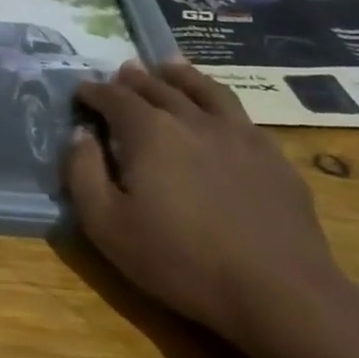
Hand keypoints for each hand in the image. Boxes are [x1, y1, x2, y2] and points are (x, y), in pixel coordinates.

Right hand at [64, 59, 349, 351]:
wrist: (278, 291)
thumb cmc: (179, 259)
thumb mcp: (106, 224)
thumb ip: (82, 172)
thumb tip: (80, 134)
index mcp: (149, 132)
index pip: (114, 97)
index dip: (93, 91)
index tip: (81, 92)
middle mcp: (192, 120)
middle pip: (158, 87)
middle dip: (134, 79)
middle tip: (122, 72)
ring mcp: (239, 135)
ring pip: (205, 90)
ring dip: (181, 75)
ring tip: (169, 66)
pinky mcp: (273, 157)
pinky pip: (240, 115)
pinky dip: (219, 102)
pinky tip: (219, 111)